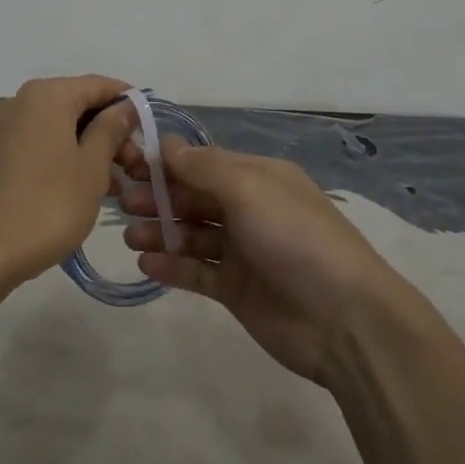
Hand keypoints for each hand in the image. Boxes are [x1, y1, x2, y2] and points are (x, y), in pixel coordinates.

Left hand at [0, 75, 137, 285]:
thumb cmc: (47, 204)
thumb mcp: (92, 167)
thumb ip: (111, 130)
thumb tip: (125, 106)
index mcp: (47, 95)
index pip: (99, 85)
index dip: (128, 102)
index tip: (151, 129)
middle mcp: (20, 102)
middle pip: (76, 106)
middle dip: (109, 132)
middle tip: (135, 168)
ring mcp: (0, 130)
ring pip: (56, 129)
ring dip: (88, 150)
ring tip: (114, 187)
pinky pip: (36, 147)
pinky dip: (62, 160)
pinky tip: (80, 191)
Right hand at [119, 140, 408, 383]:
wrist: (343, 318)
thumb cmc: (294, 237)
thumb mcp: (249, 188)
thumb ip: (203, 167)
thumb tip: (166, 145)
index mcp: (258, 177)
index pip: (203, 162)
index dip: (166, 162)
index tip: (128, 164)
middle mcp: (250, 209)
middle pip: (195, 197)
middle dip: (158, 197)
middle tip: (121, 202)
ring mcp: (243, 251)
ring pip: (192, 234)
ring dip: (161, 231)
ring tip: (129, 236)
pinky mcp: (237, 290)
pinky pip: (197, 272)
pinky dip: (172, 266)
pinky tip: (146, 264)